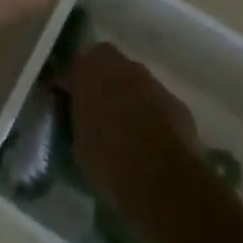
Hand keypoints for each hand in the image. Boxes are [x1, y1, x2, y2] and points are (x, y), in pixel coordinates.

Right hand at [64, 42, 199, 214]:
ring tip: (121, 128)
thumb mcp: (78, 139)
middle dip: (101, 83)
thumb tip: (79, 113)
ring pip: (134, 83)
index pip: (74, 64)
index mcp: (91, 69)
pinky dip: (150, 115)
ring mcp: (154, 82)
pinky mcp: (177, 104)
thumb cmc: (108, 157)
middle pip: (108, 66)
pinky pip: (156, 104)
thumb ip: (78, 115)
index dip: (70, 81)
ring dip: (127, 97)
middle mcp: (123, 65)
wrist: (162, 179)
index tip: (65, 98)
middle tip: (94, 110)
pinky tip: (147, 140)